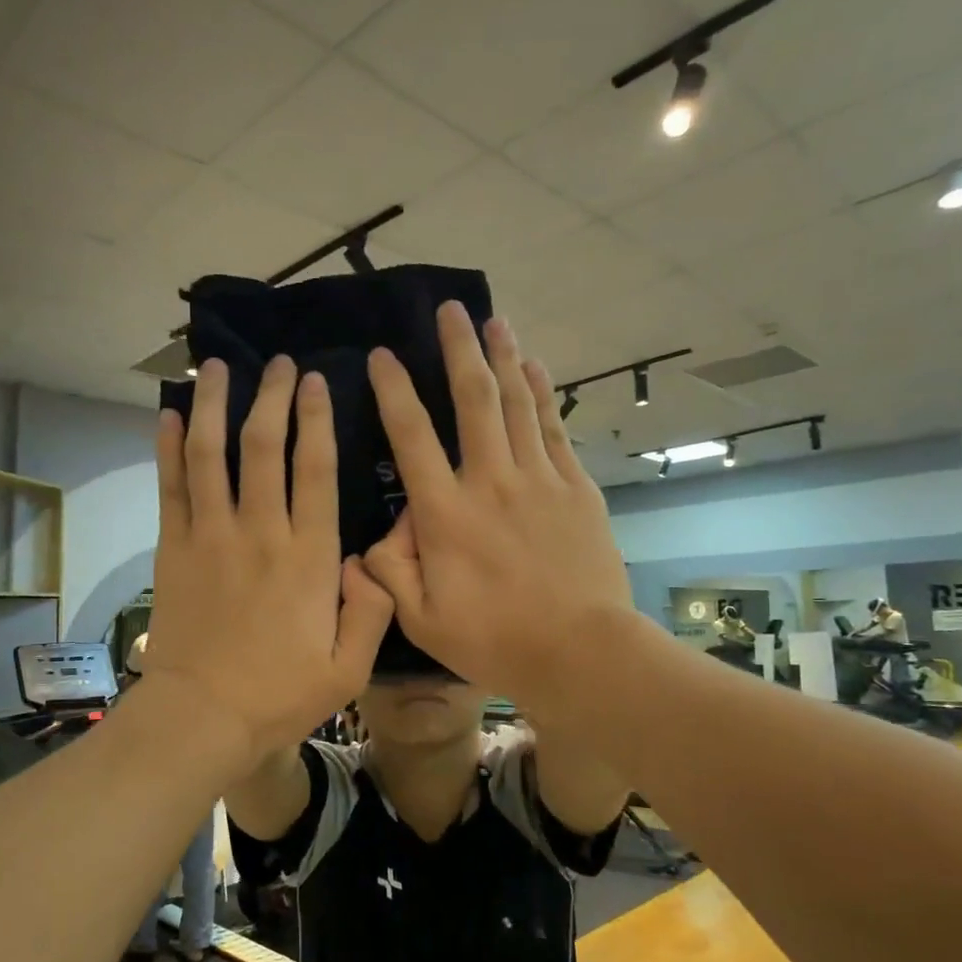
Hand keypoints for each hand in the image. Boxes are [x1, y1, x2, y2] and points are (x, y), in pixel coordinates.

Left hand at [144, 356, 393, 757]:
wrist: (203, 717)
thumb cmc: (280, 696)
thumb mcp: (349, 668)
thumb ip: (371, 610)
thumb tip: (370, 560)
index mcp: (309, 557)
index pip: (315, 470)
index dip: (316, 420)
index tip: (316, 382)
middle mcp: (260, 533)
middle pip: (263, 447)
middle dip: (272, 397)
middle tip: (279, 364)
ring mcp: (211, 537)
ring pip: (212, 455)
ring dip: (216, 407)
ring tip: (218, 369)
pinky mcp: (174, 550)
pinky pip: (170, 488)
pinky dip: (168, 449)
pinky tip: (169, 416)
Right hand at [361, 303, 633, 710]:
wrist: (580, 652)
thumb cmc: (495, 640)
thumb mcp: (422, 619)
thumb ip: (389, 572)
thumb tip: (381, 535)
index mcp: (445, 514)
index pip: (412, 437)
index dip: (394, 391)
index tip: (382, 356)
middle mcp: (490, 481)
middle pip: (473, 400)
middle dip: (459, 349)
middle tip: (451, 309)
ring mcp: (538, 480)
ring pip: (517, 403)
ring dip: (504, 357)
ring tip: (495, 321)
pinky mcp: (575, 489)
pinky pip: (555, 428)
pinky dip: (543, 394)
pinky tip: (536, 369)